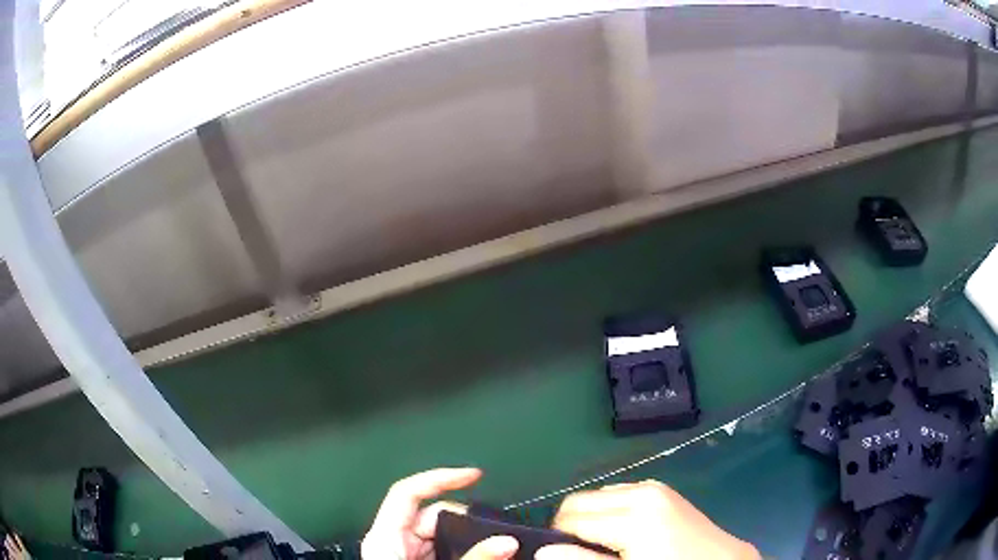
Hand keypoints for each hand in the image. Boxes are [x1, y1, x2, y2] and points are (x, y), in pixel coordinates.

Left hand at [361, 467, 519, 559]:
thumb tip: (509, 541)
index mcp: (386, 537)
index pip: (408, 493)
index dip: (440, 478)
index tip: (476, 475)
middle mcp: (394, 540)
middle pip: (432, 517)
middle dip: (468, 523)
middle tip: (501, 540)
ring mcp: (405, 553)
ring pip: (442, 536)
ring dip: (470, 540)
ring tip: (497, 550)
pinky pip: (443, 550)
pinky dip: (465, 552)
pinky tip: (483, 558)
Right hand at [536, 480, 758, 559]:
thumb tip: (544, 551)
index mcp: (633, 514)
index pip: (569, 517)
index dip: (558, 538)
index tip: (563, 556)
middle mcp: (640, 491)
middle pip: (579, 501)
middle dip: (572, 526)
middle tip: (584, 554)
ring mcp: (653, 487)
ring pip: (598, 496)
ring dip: (592, 518)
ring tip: (606, 545)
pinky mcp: (662, 490)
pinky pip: (620, 494)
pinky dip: (611, 511)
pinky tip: (625, 533)